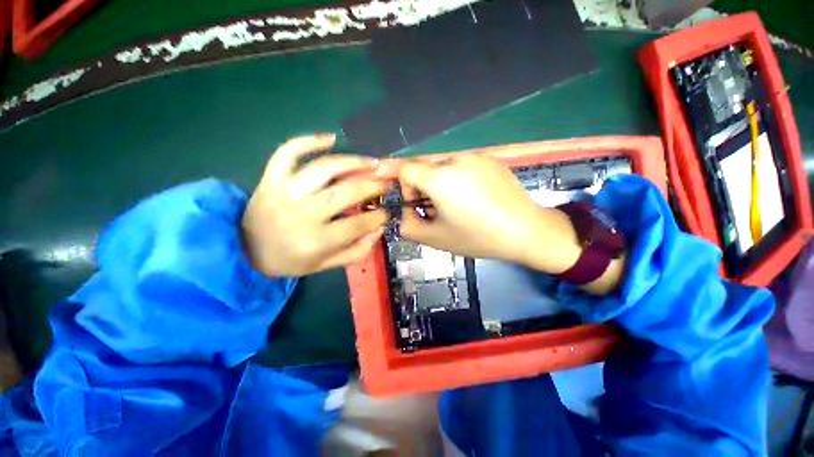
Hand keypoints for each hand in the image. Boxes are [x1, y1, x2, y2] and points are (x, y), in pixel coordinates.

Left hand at [242, 135, 387, 275]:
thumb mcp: (327, 265)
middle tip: (386, 183)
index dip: (378, 217)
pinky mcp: (270, 178)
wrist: (245, 251)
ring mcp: (284, 192)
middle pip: (346, 192)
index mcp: (316, 241)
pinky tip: (331, 138)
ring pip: (324, 168)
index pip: (358, 224)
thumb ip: (357, 250)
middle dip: (373, 186)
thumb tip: (379, 228)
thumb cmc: (291, 260)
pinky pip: (288, 152)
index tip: (387, 212)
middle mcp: (302, 214)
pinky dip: (309, 141)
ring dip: (354, 162)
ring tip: (372, 162)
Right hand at [399, 154, 571, 265]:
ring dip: (442, 183)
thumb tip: (405, 213)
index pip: (405, 168)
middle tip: (439, 209)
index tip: (418, 204)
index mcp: (439, 178)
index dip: (405, 187)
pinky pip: (464, 166)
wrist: (527, 231)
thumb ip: (408, 225)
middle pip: (425, 167)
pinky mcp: (491, 159)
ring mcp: (476, 156)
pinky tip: (476, 198)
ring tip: (460, 205)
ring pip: (444, 167)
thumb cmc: (477, 237)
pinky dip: (460, 179)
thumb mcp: (435, 239)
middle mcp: (455, 159)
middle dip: (423, 187)